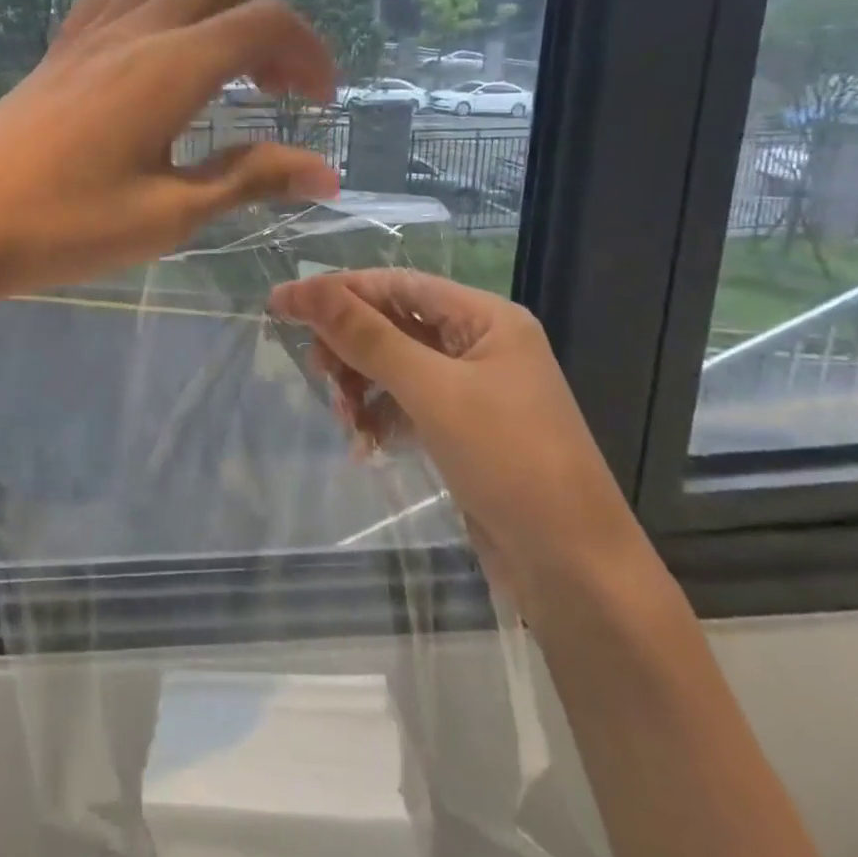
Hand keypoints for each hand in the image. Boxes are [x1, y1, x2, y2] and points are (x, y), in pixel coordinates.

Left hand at [0, 0, 341, 306]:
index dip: (309, 52)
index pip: (266, 22)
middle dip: (267, 24)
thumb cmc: (65, 225)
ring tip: (220, 68)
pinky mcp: (57, 50)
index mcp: (174, 65)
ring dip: (211, 8)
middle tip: (277, 89)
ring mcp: (90, 34)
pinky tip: (150, 57)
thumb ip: (249, 180)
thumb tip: (325, 174)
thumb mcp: (169, 213)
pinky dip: (154, 9)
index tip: (322, 103)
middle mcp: (136, 30)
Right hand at [267, 269, 659, 617]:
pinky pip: (405, 404)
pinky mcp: (463, 430)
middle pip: (393, 324)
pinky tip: (365, 444)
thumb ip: (365, 336)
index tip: (282, 303)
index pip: (397, 285)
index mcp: (486, 318)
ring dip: (360, 386)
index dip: (338, 290)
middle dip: (350, 346)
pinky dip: (379, 417)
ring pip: (394, 366)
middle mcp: (480, 345)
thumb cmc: (510, 461)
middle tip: (317, 372)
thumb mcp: (431, 390)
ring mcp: (472, 390)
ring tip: (344, 420)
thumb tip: (301, 288)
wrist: (575, 571)